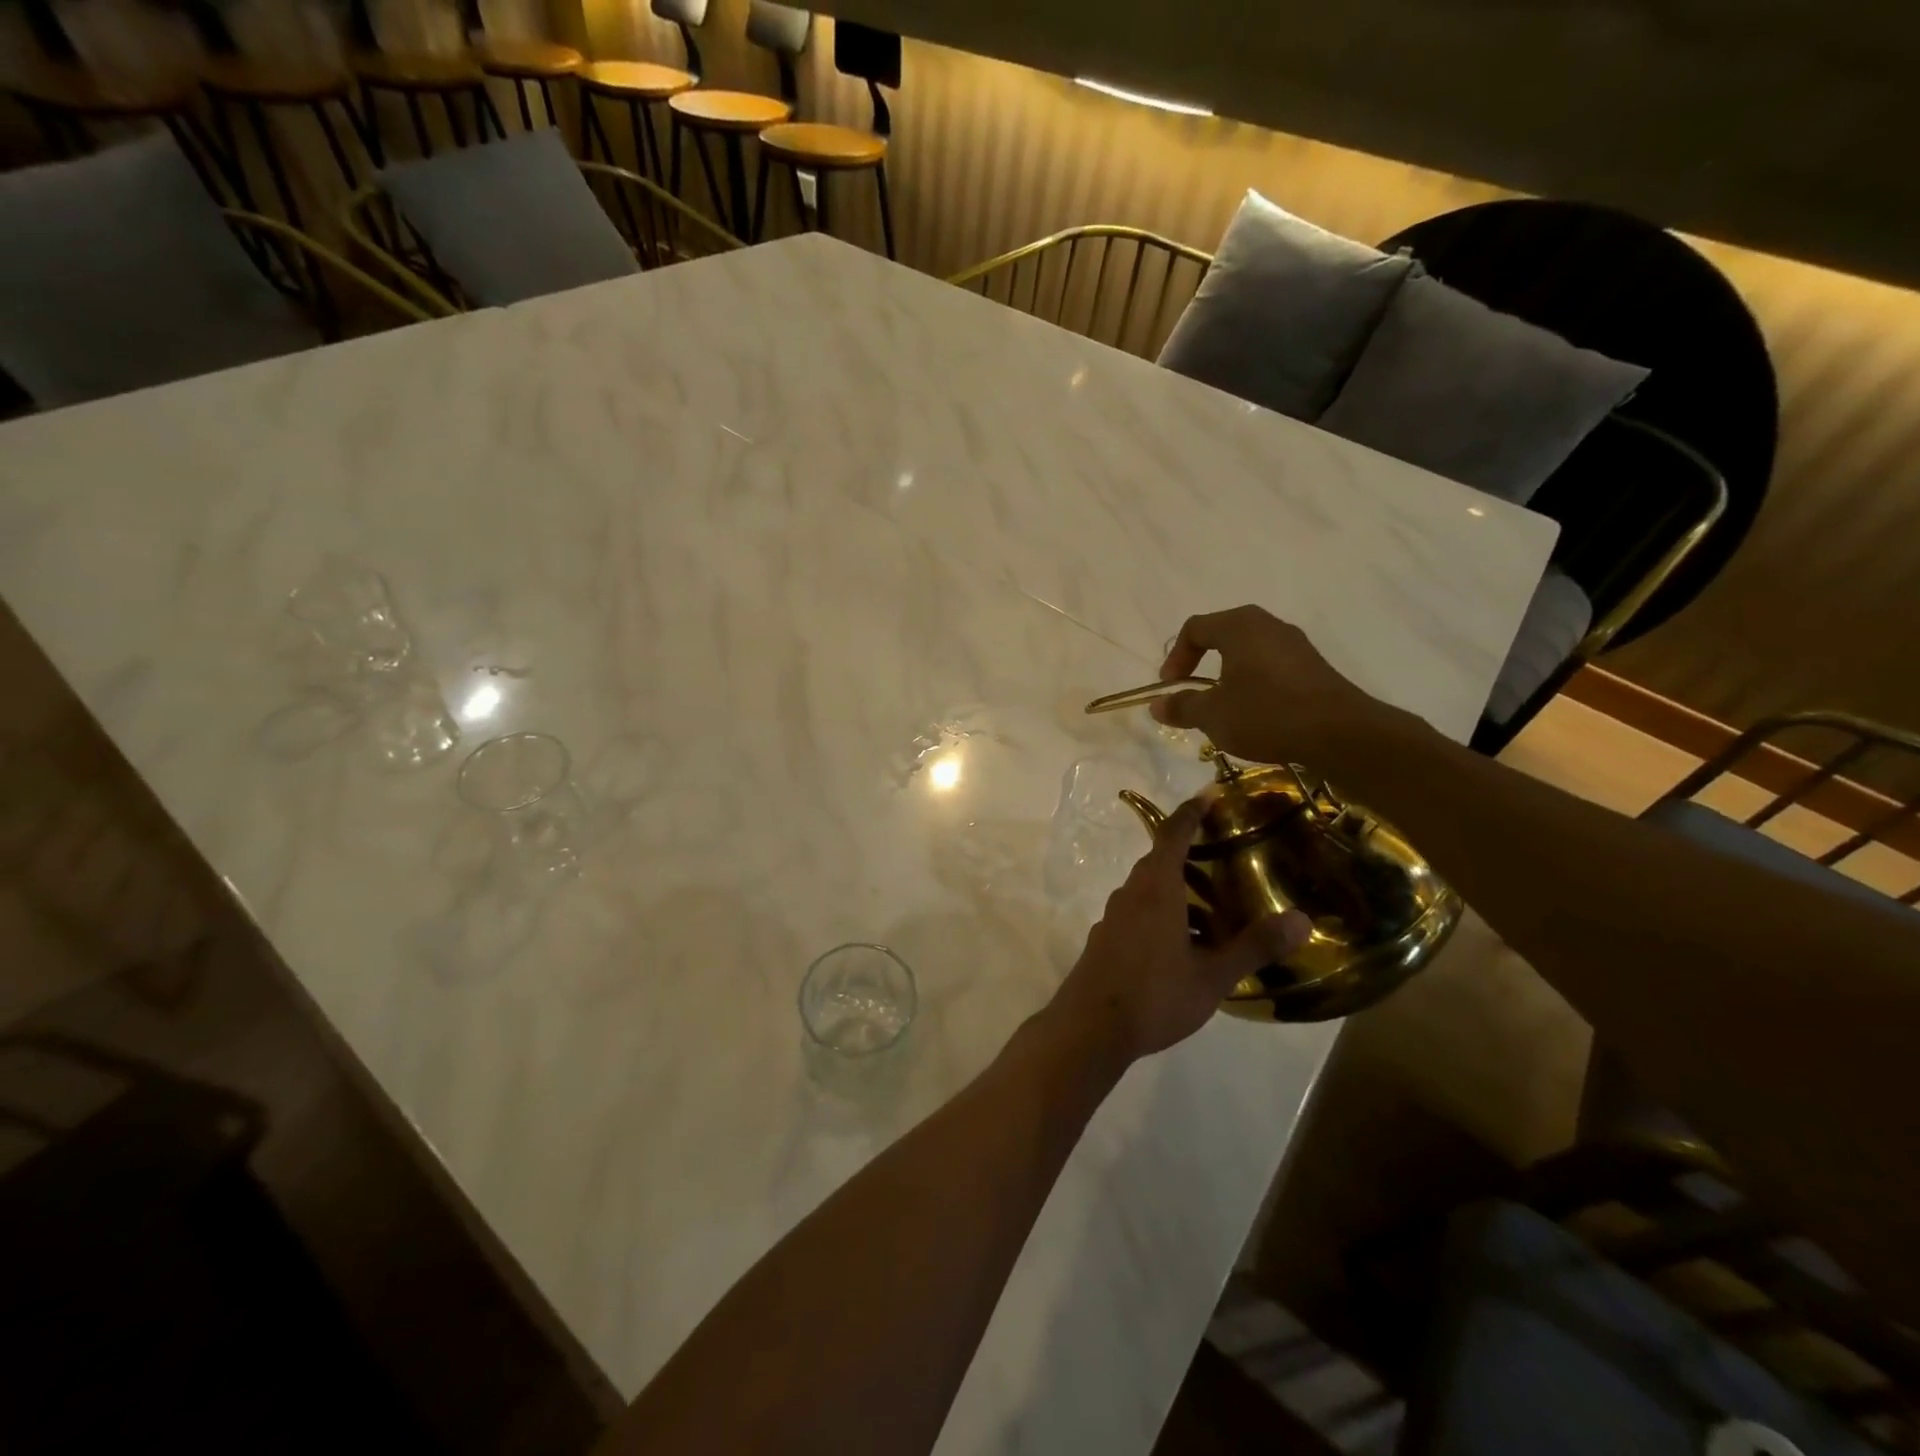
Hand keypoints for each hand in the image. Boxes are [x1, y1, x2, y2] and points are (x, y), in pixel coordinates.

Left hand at [1048, 800, 1311, 1064]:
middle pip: (1159, 861)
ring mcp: (1112, 918)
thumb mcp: (1212, 975)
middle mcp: (1130, 894)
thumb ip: (1254, 946)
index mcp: (1156, 889)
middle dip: (1189, 855)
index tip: (1209, 796)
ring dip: (1176, 890)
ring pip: (1147, 890)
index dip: (1191, 812)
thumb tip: (1300, 919)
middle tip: (1225, 861)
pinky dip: (1161, 913)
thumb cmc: (1154, 995)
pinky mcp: (1105, 940)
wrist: (1089, 1029)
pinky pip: (1136, 912)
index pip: (1172, 834)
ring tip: (1211, 911)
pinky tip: (1180, 944)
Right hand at [1150, 606, 1391, 767]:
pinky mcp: (1313, 667)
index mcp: (1240, 626)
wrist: (1340, 733)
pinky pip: (1271, 666)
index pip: (1195, 628)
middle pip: (1222, 635)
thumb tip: (1157, 705)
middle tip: (1192, 692)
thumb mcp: (1214, 715)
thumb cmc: (1267, 714)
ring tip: (1222, 707)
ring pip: (1248, 651)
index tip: (1170, 687)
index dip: (1176, 657)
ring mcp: (1295, 644)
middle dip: (1201, 663)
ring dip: (1227, 675)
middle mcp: (1268, 625)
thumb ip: (1182, 706)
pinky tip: (1254, 713)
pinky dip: (1253, 683)